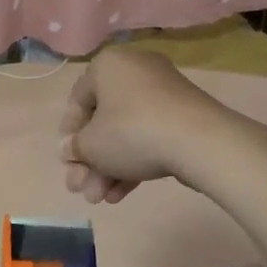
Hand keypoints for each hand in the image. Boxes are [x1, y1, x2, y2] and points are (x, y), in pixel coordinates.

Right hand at [60, 47, 223, 202]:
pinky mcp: (183, 115)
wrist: (200, 141)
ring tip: (100, 200)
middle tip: (81, 189)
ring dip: (109, 167)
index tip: (67, 160)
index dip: (69, 134)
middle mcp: (135, 71)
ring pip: (126, 133)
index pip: (78, 99)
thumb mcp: (91, 145)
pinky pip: (150, 136)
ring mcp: (163, 93)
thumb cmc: (132, 132)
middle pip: (103, 121)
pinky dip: (133, 162)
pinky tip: (121, 194)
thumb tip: (69, 149)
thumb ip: (75, 148)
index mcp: (108, 66)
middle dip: (90, 160)